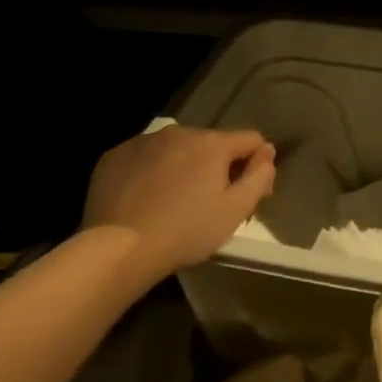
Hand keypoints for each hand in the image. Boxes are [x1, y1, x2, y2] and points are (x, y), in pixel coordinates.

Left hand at [81, 125, 274, 288]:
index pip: (251, 140)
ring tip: (175, 200)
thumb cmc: (186, 231)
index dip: (257, 164)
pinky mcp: (114, 155)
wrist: (119, 249)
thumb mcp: (236, 210)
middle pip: (212, 143)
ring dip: (184, 166)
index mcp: (212, 143)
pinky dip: (152, 171)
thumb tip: (267, 152)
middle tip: (210, 203)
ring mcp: (143, 142)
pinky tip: (146, 197)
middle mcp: (179, 132)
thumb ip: (260, 176)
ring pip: (177, 148)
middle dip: (217, 166)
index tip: (247, 193)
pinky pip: (145, 157)